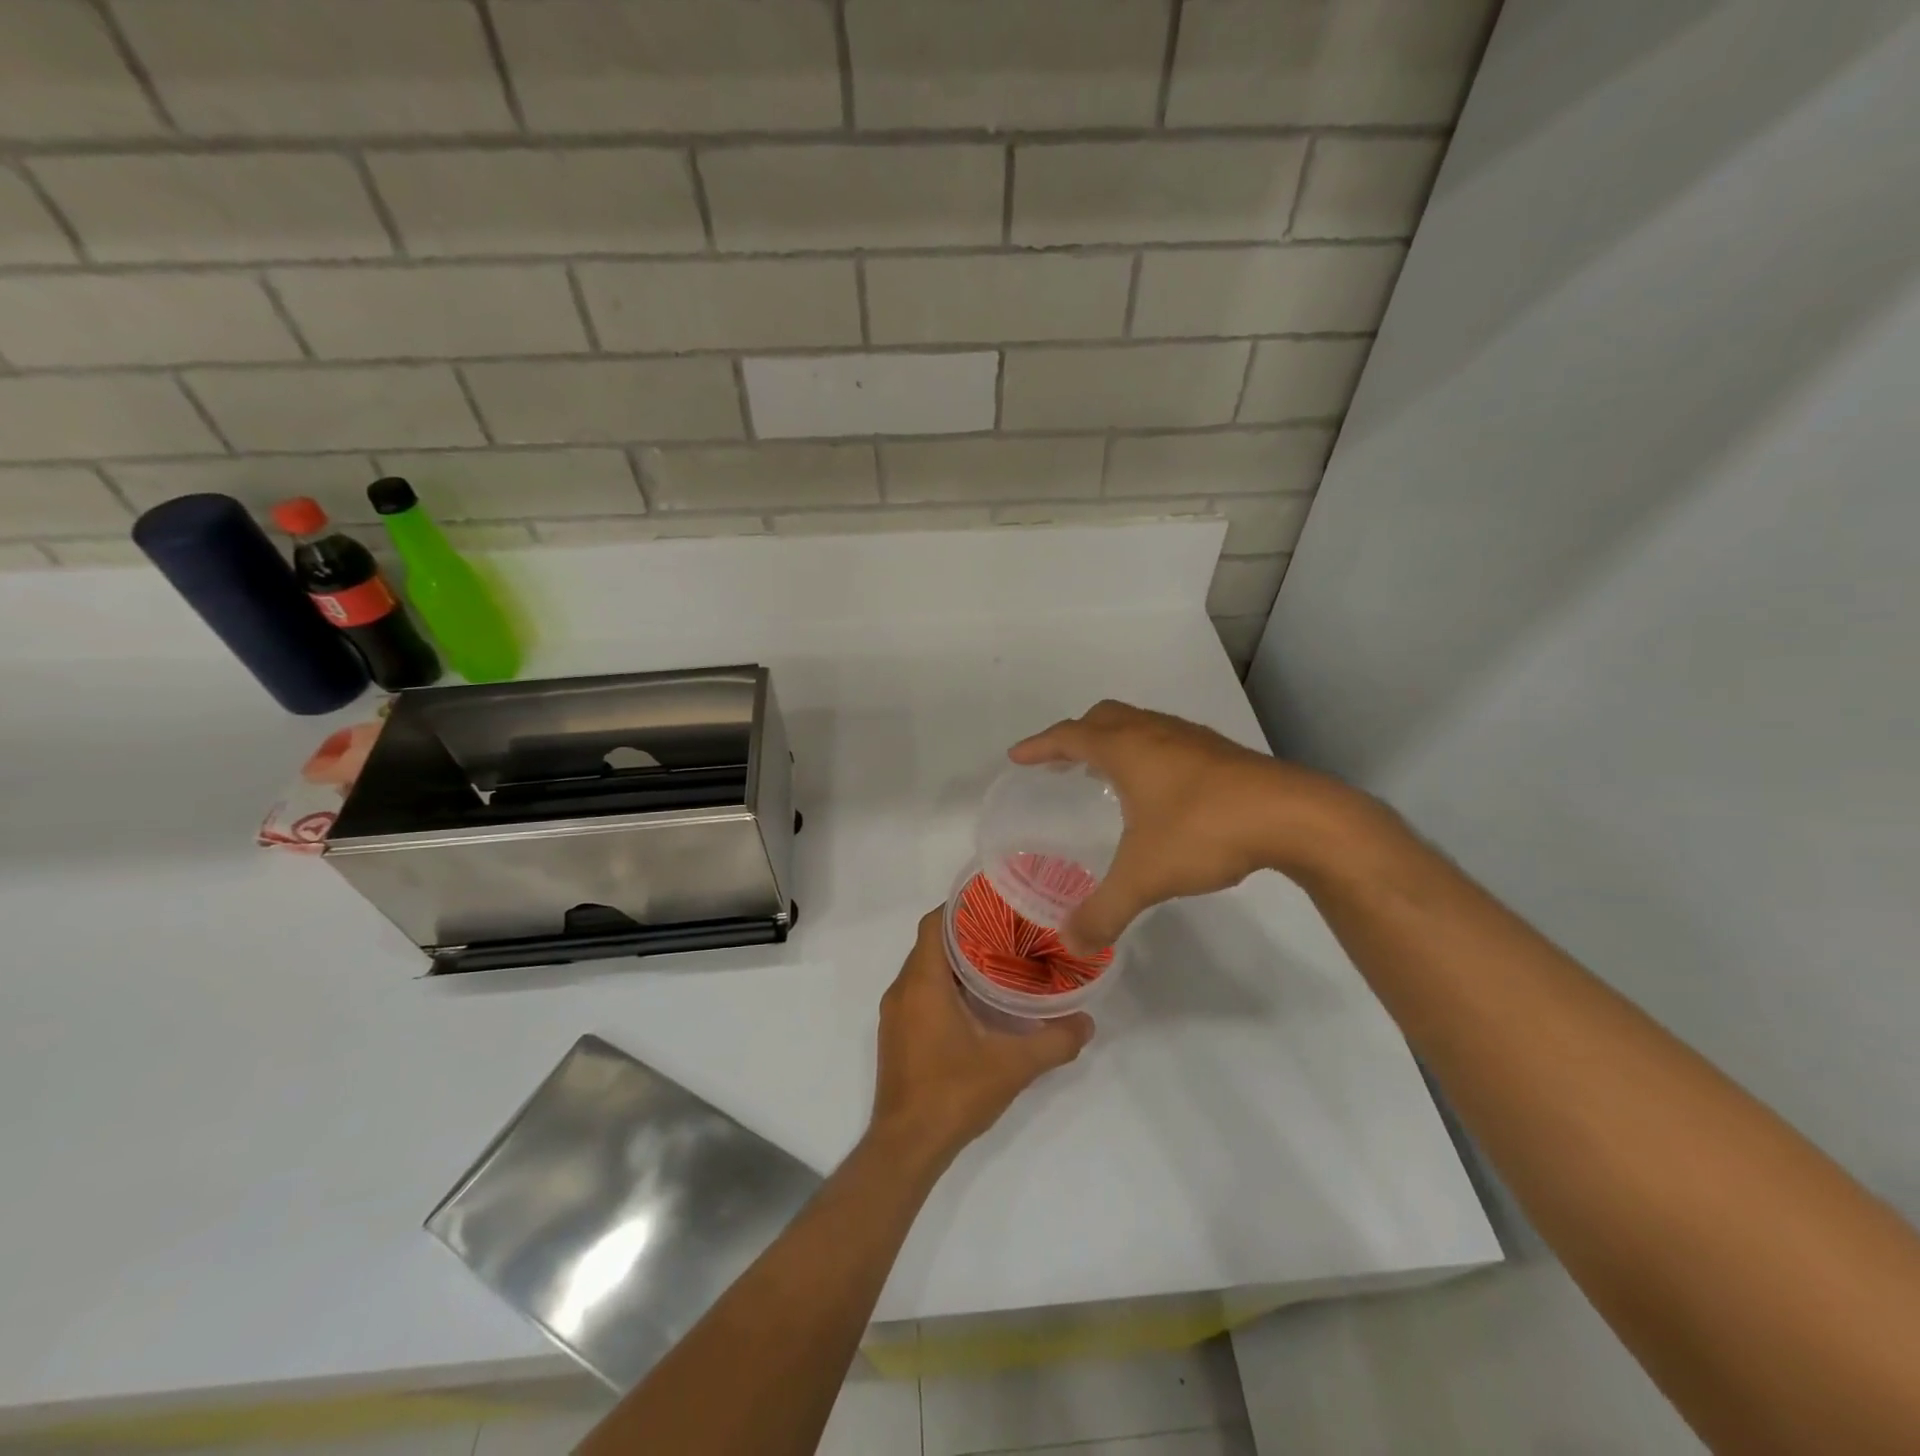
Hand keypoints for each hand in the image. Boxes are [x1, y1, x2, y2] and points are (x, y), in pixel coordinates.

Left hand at [871, 908, 1092, 1165]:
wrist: (906, 1146)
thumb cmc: (953, 1094)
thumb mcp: (1012, 1066)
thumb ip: (1054, 1042)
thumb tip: (1087, 1022)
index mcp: (923, 983)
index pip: (934, 924)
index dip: (961, 907)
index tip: (995, 903)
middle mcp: (902, 990)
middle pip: (931, 944)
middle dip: (966, 933)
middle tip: (1008, 931)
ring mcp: (895, 1014)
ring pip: (925, 970)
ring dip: (956, 962)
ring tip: (998, 961)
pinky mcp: (897, 1035)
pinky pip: (919, 993)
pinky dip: (945, 986)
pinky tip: (977, 1002)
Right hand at [1010, 700, 1362, 951]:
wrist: (1294, 816)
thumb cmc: (1205, 831)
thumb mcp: (1145, 877)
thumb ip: (1104, 911)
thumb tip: (1071, 943)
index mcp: (1126, 749)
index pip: (1069, 736)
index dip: (1039, 746)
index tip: (1018, 757)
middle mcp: (1154, 732)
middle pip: (1103, 717)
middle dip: (1076, 735)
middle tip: (1061, 763)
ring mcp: (1191, 738)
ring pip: (1139, 725)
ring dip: (1114, 740)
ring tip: (1105, 773)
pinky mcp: (1221, 753)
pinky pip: (1167, 740)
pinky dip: (1146, 752)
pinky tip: (1159, 790)